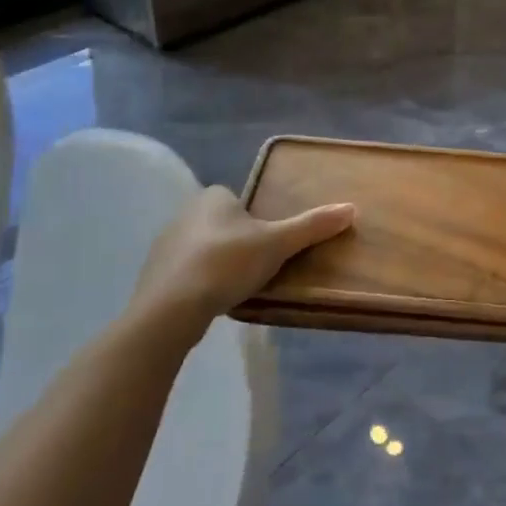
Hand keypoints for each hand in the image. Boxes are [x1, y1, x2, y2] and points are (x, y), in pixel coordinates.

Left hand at [128, 186, 354, 348]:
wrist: (170, 308)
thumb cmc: (227, 263)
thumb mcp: (277, 244)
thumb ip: (311, 226)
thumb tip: (351, 208)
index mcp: (213, 196)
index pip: (240, 200)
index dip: (257, 220)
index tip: (269, 244)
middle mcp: (185, 212)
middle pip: (223, 224)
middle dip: (239, 242)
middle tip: (258, 267)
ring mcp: (165, 244)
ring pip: (203, 248)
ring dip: (218, 263)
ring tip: (237, 287)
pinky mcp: (154, 274)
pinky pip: (186, 272)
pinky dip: (199, 283)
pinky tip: (212, 301)